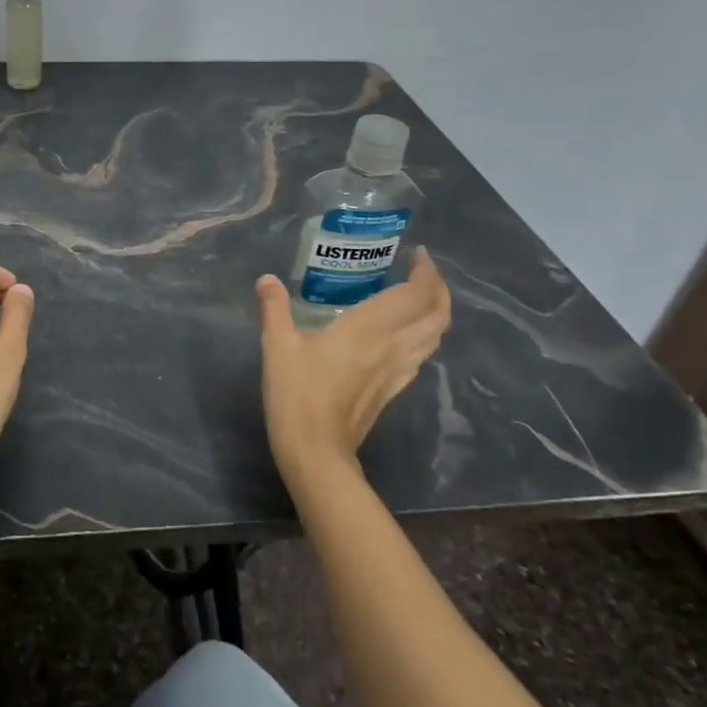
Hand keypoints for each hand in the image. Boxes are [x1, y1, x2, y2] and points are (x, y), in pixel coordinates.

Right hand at [255, 247, 451, 476]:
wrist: (315, 451)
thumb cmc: (297, 394)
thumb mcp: (277, 346)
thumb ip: (274, 309)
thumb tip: (267, 279)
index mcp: (369, 330)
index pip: (415, 296)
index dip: (426, 272)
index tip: (417, 254)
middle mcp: (392, 347)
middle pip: (436, 316)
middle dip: (439, 290)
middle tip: (423, 271)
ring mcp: (396, 372)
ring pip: (434, 338)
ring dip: (436, 314)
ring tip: (419, 298)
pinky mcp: (391, 391)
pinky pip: (420, 357)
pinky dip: (422, 337)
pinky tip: (404, 336)